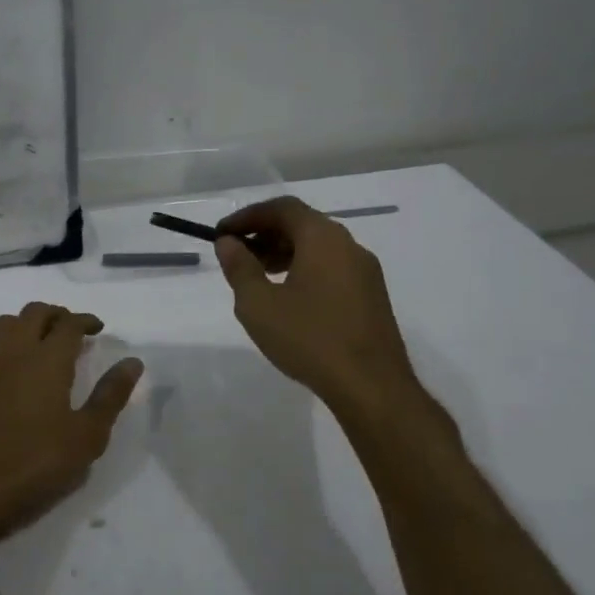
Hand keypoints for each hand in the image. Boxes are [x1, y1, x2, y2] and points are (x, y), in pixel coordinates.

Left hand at [0, 303, 141, 553]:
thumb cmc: (32, 463)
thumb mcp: (85, 437)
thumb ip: (110, 396)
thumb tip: (132, 362)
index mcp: (47, 358)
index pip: (68, 323)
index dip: (85, 321)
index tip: (98, 329)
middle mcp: (14, 349)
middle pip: (35, 313)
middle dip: (58, 315)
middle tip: (74, 332)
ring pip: (7, 322)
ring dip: (29, 323)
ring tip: (44, 343)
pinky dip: (8, 341)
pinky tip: (15, 366)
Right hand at [214, 196, 416, 409]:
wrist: (371, 386)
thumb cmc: (309, 339)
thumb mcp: (259, 304)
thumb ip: (240, 268)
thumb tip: (229, 243)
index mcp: (323, 238)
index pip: (282, 208)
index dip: (248, 216)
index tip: (223, 234)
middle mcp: (349, 245)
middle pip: (303, 224)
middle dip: (266, 234)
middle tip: (238, 254)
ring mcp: (365, 271)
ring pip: (319, 247)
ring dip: (285, 253)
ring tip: (259, 277)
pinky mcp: (371, 296)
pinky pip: (332, 268)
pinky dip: (305, 269)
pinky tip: (289, 299)